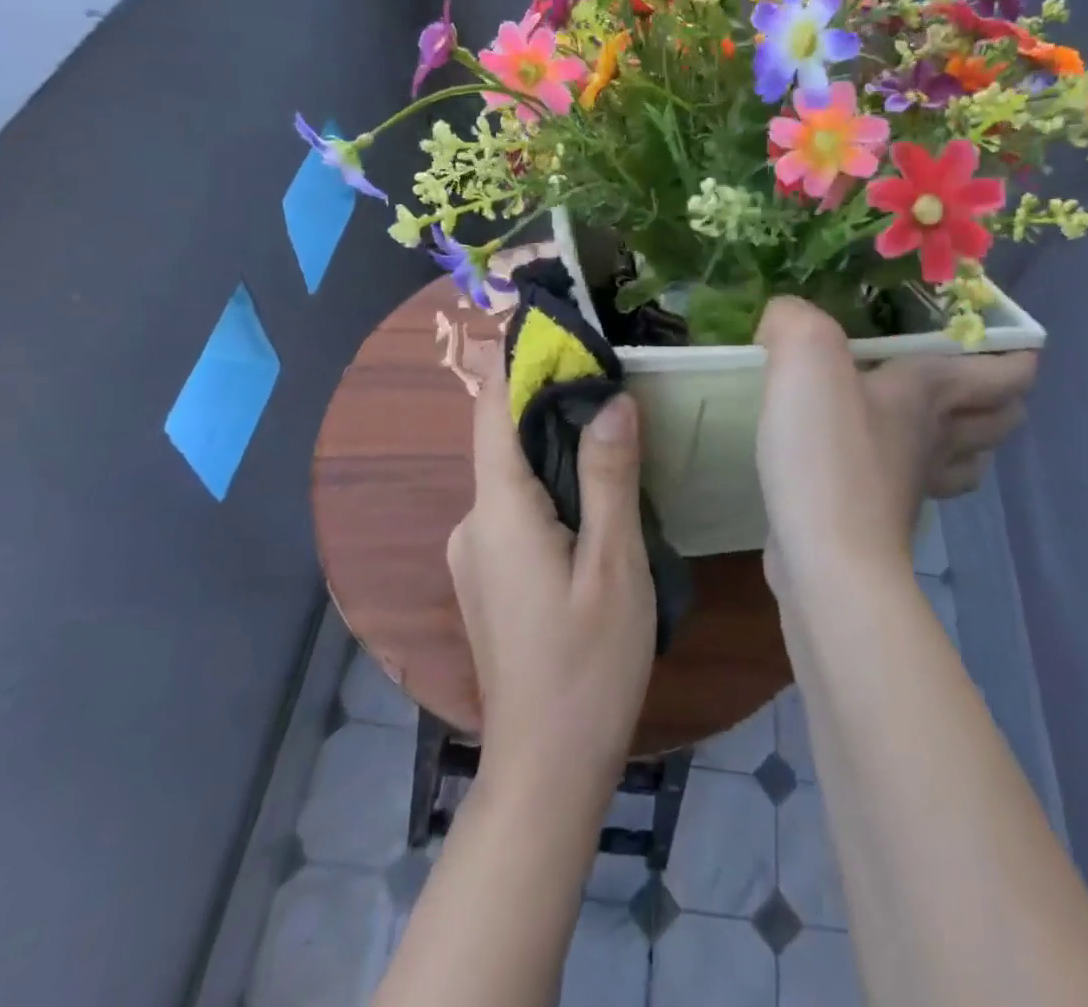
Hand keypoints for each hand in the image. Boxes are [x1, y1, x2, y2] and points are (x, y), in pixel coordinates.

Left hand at [447, 358, 655, 791]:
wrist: (546, 767)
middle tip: (606, 368)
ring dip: (552, 441)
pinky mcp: (489, 575)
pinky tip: (593, 489)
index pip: (494, 411)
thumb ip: (609, 478)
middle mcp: (473, 522)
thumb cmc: (587, 666)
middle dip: (546, 397)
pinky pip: (515, 506)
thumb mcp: (613, 566)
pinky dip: (548, 480)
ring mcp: (475, 552)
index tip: (546, 320)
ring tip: (611, 419)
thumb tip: (612, 400)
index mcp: (498, 511)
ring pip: (512, 474)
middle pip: (503, 438)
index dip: (514, 361)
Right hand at [755, 298, 1036, 585]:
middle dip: (998, 396)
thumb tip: (783, 318)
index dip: (1017, 352)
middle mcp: (938, 436)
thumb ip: (794, 321)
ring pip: (968, 459)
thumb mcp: (805, 358)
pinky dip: (917, 472)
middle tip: (963, 371)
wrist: (824, 556)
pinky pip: (921, 488)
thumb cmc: (828, 451)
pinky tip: (880, 460)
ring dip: (967, 439)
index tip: (1001, 335)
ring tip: (936, 418)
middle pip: (1001, 419)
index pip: (1007, 372)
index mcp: (933, 391)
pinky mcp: (885, 519)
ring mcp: (917, 485)